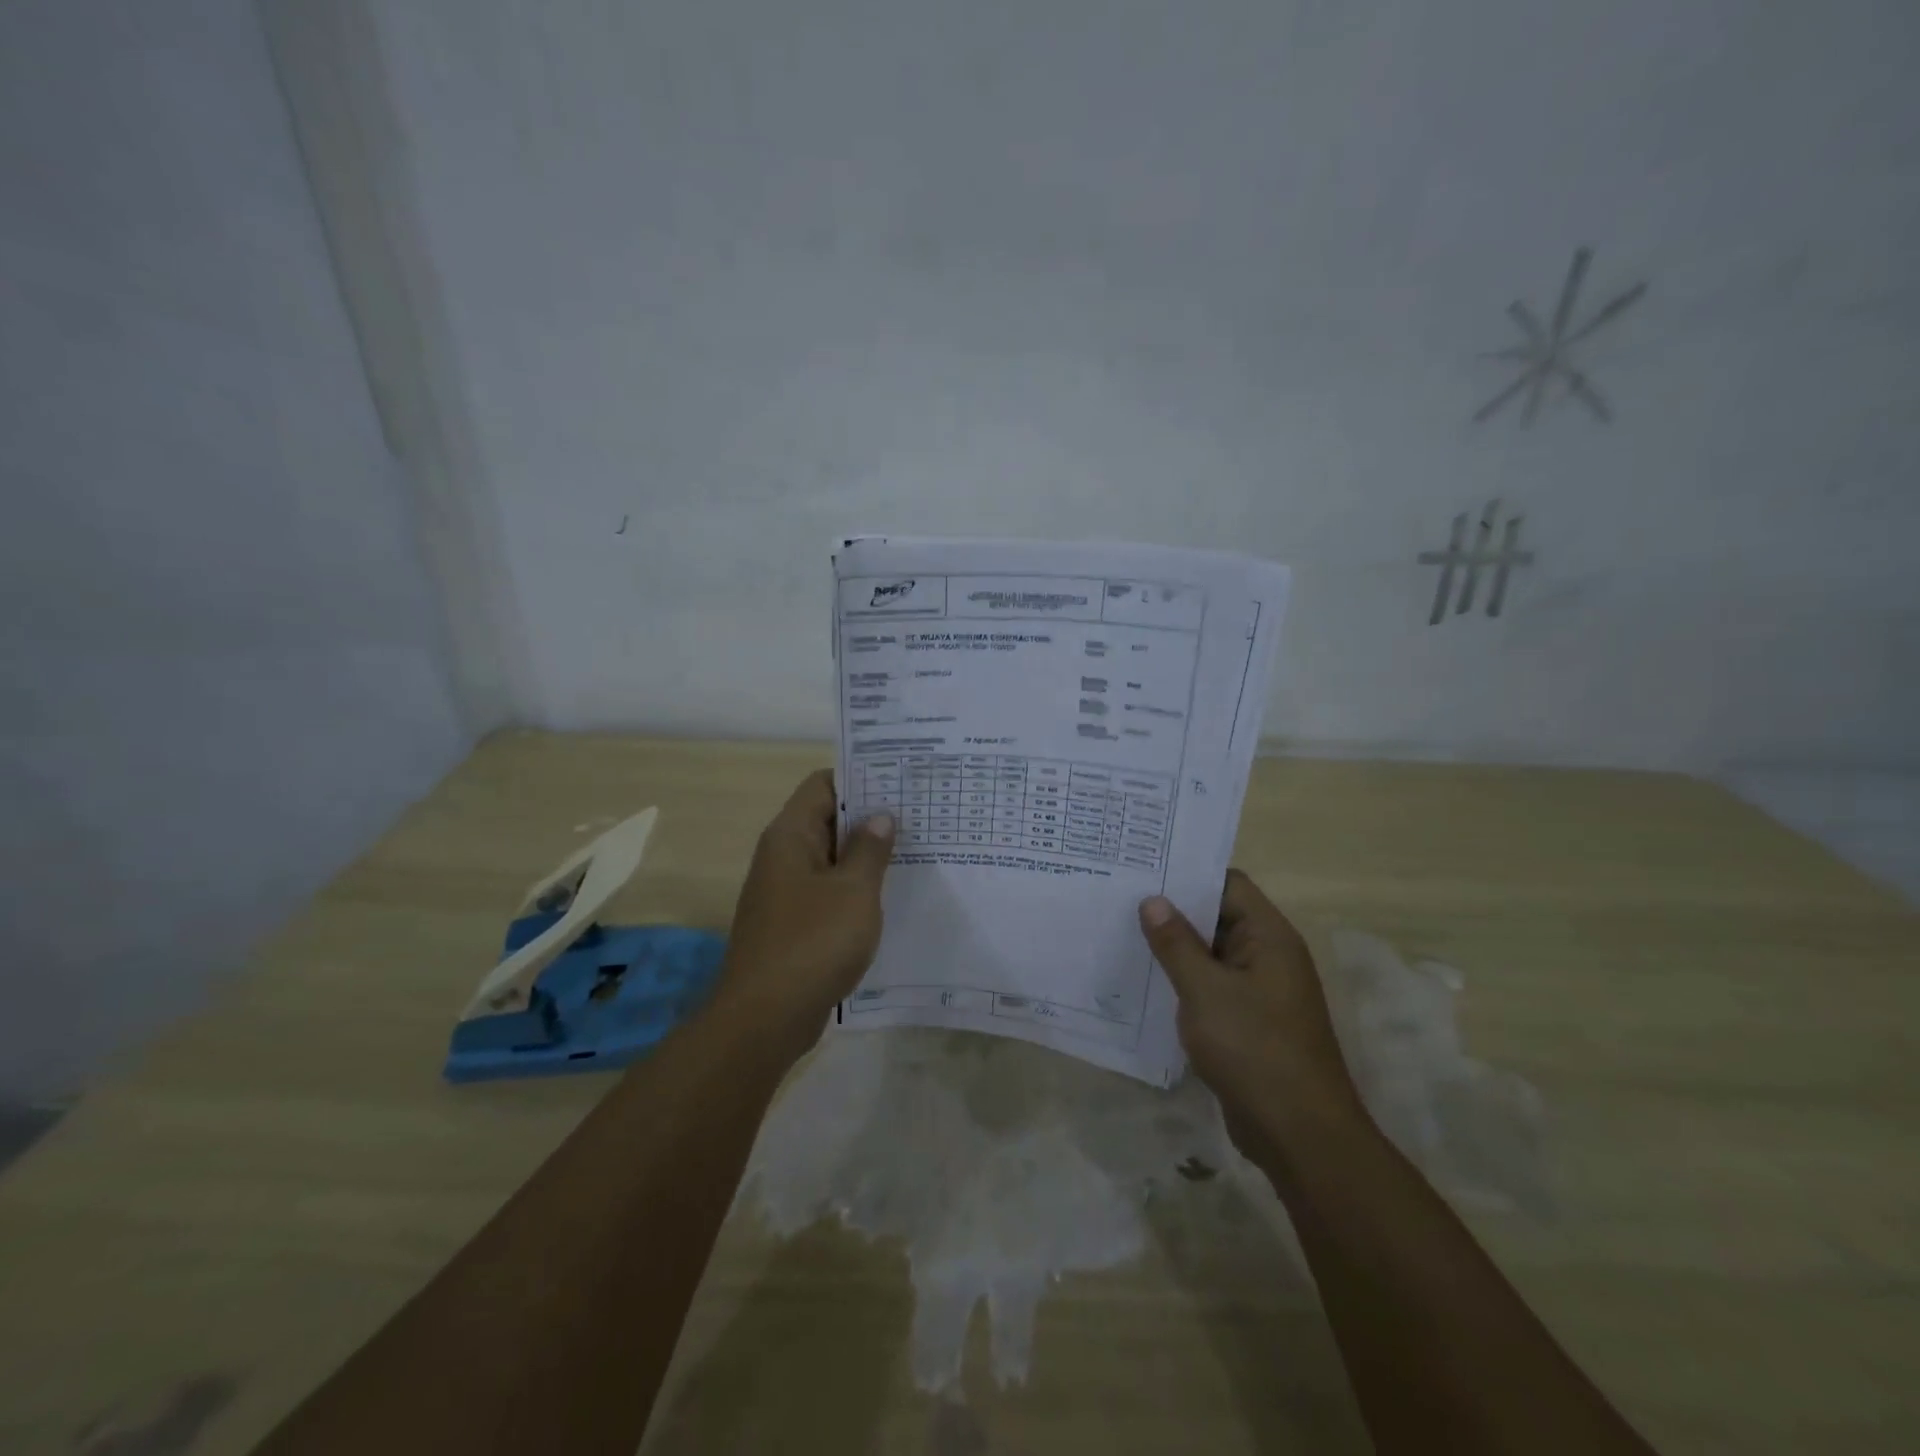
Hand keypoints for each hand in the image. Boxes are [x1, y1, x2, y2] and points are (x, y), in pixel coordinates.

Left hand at [710, 769, 894, 1063]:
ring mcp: (786, 892)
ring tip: (915, 851)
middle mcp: (783, 857)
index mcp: (790, 836)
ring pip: (831, 859)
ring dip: (866, 856)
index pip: (823, 785)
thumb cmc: (812, 943)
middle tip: (919, 815)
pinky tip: (891, 897)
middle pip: (828, 820)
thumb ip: (870, 849)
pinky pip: (828, 892)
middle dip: (870, 817)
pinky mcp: (793, 924)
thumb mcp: (854, 891)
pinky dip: (856, 889)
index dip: (861, 777)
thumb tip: (880, 816)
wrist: (765, 1019)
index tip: (901, 780)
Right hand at [1139, 870, 1363, 1153]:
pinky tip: (1146, 982)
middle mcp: (1268, 956)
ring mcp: (1260, 991)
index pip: (1228, 884)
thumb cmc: (1254, 1049)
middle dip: (1173, 910)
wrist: (1299, 1135)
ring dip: (1175, 948)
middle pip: (1218, 916)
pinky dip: (1184, 981)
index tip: (1143, 868)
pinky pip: (1212, 987)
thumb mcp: (1205, 991)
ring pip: (1211, 954)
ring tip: (1123, 933)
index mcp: (1269, 937)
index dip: (1188, 873)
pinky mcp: (1249, 1021)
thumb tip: (1153, 901)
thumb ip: (1176, 944)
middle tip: (1121, 897)